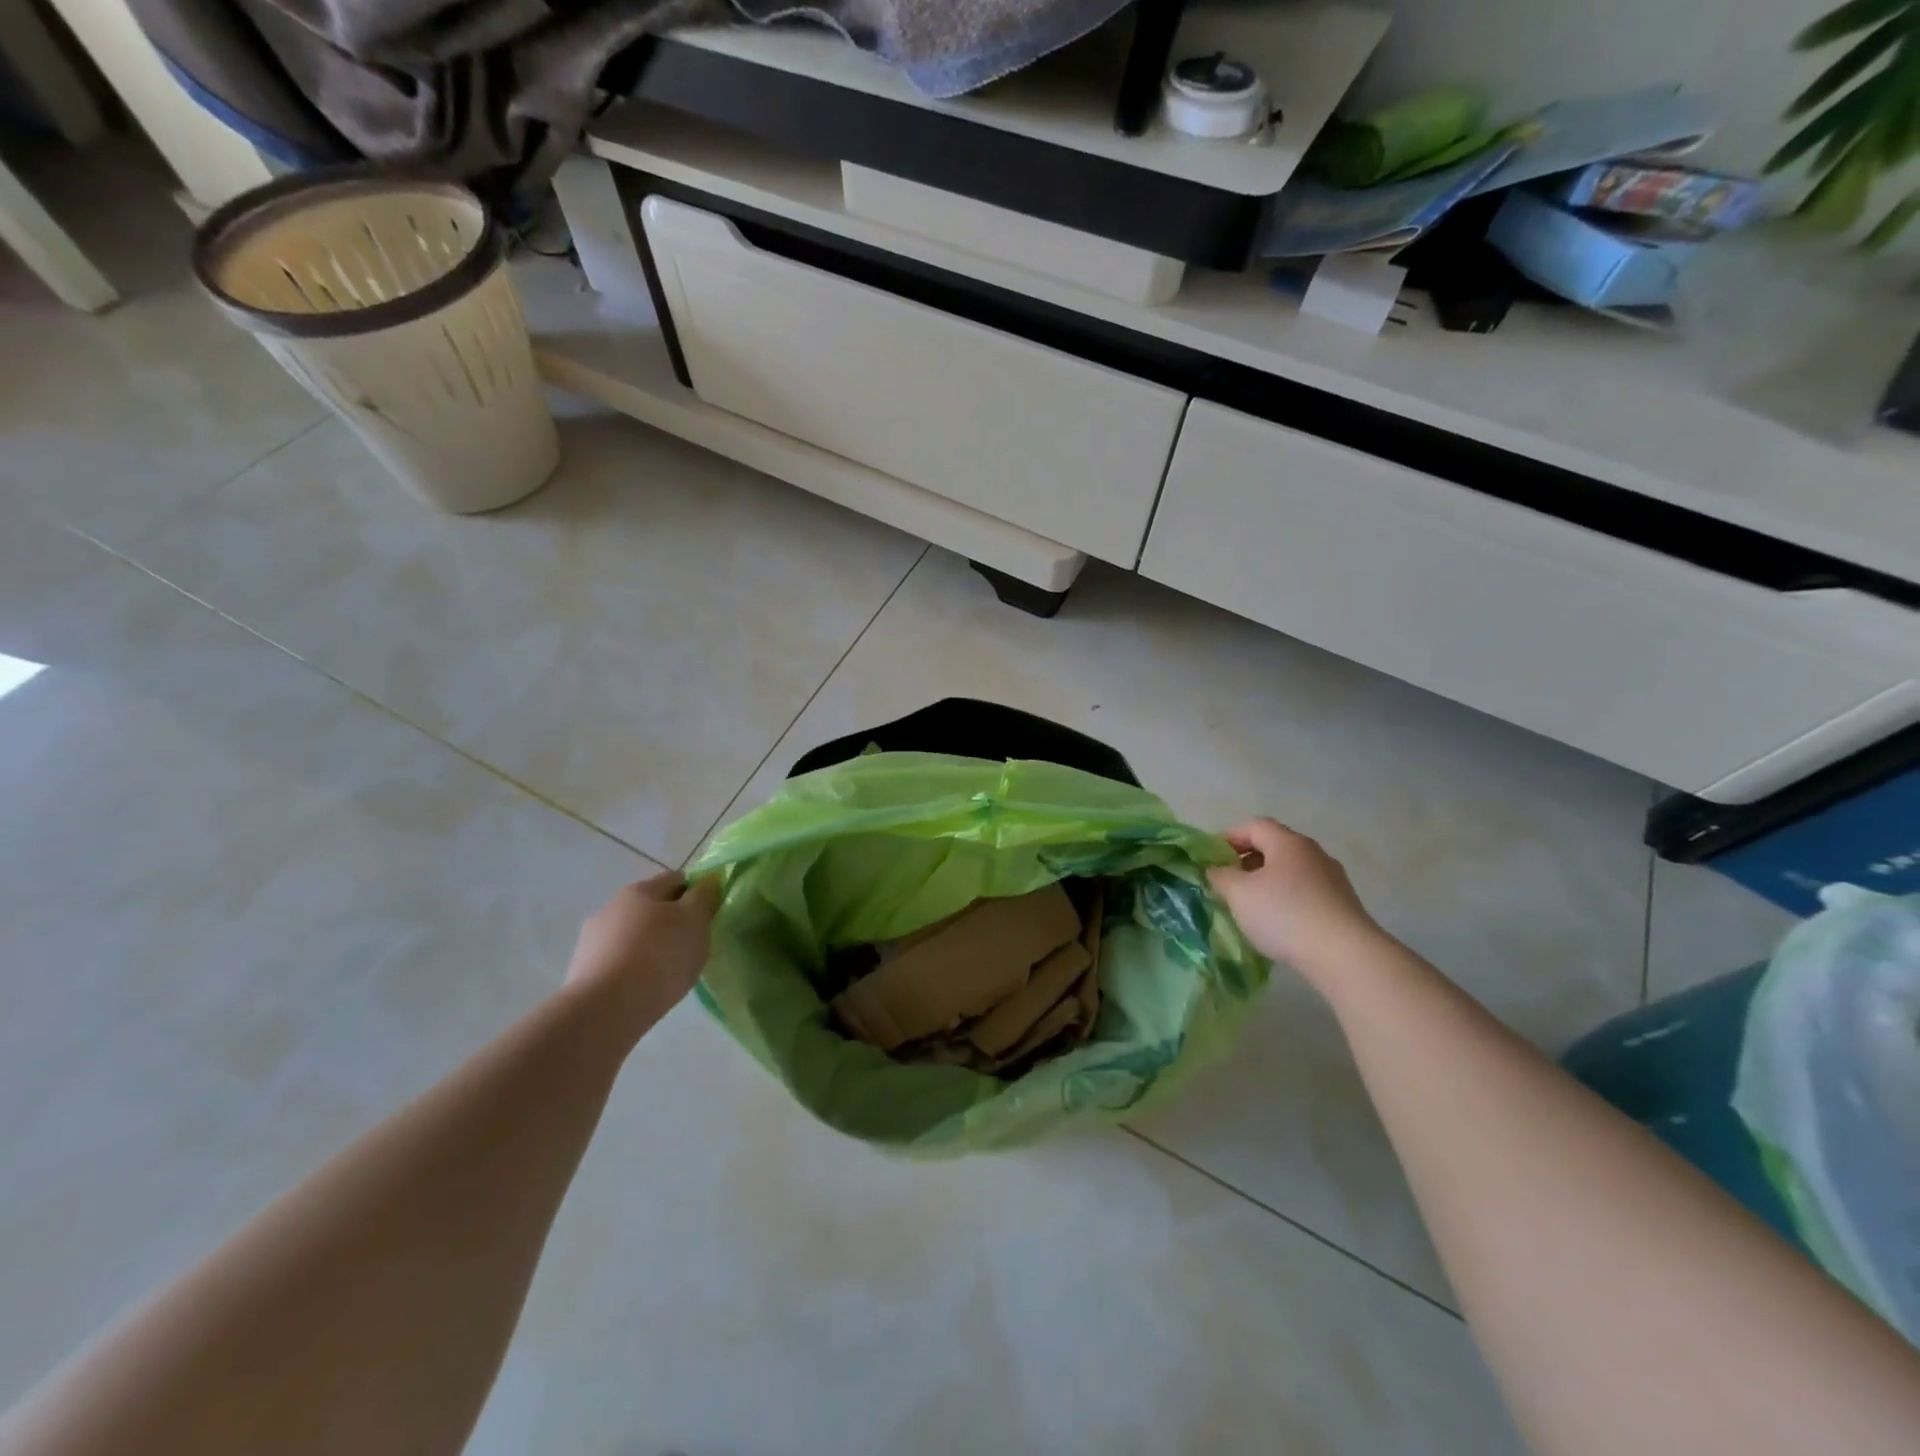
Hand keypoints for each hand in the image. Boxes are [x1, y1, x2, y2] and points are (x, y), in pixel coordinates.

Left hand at [565, 871, 719, 1030]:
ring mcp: (591, 940)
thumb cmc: (659, 956)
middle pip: (651, 907)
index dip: (696, 893)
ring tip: (667, 973)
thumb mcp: (695, 921)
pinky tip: (643, 989)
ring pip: (632, 936)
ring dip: (649, 946)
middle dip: (671, 922)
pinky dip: (631, 969)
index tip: (708, 916)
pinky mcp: (581, 972)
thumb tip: (707, 881)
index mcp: (640, 890)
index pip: (676, 879)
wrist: (606, 1009)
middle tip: (691, 946)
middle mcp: (611, 907)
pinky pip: (617, 962)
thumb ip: (704, 897)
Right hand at [1207, 818, 1381, 978]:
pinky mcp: (1343, 905)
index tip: (1211, 858)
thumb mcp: (1238, 893)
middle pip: (1274, 847)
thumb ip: (1220, 876)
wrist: (1344, 955)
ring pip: (1290, 872)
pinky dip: (1287, 900)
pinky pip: (1306, 893)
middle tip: (1228, 883)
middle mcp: (1313, 853)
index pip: (1254, 826)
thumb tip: (1216, 870)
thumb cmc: (1284, 914)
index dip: (1229, 837)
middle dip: (1247, 861)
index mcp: (1288, 842)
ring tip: (1250, 906)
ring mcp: (1332, 879)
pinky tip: (1278, 923)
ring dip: (1267, 883)